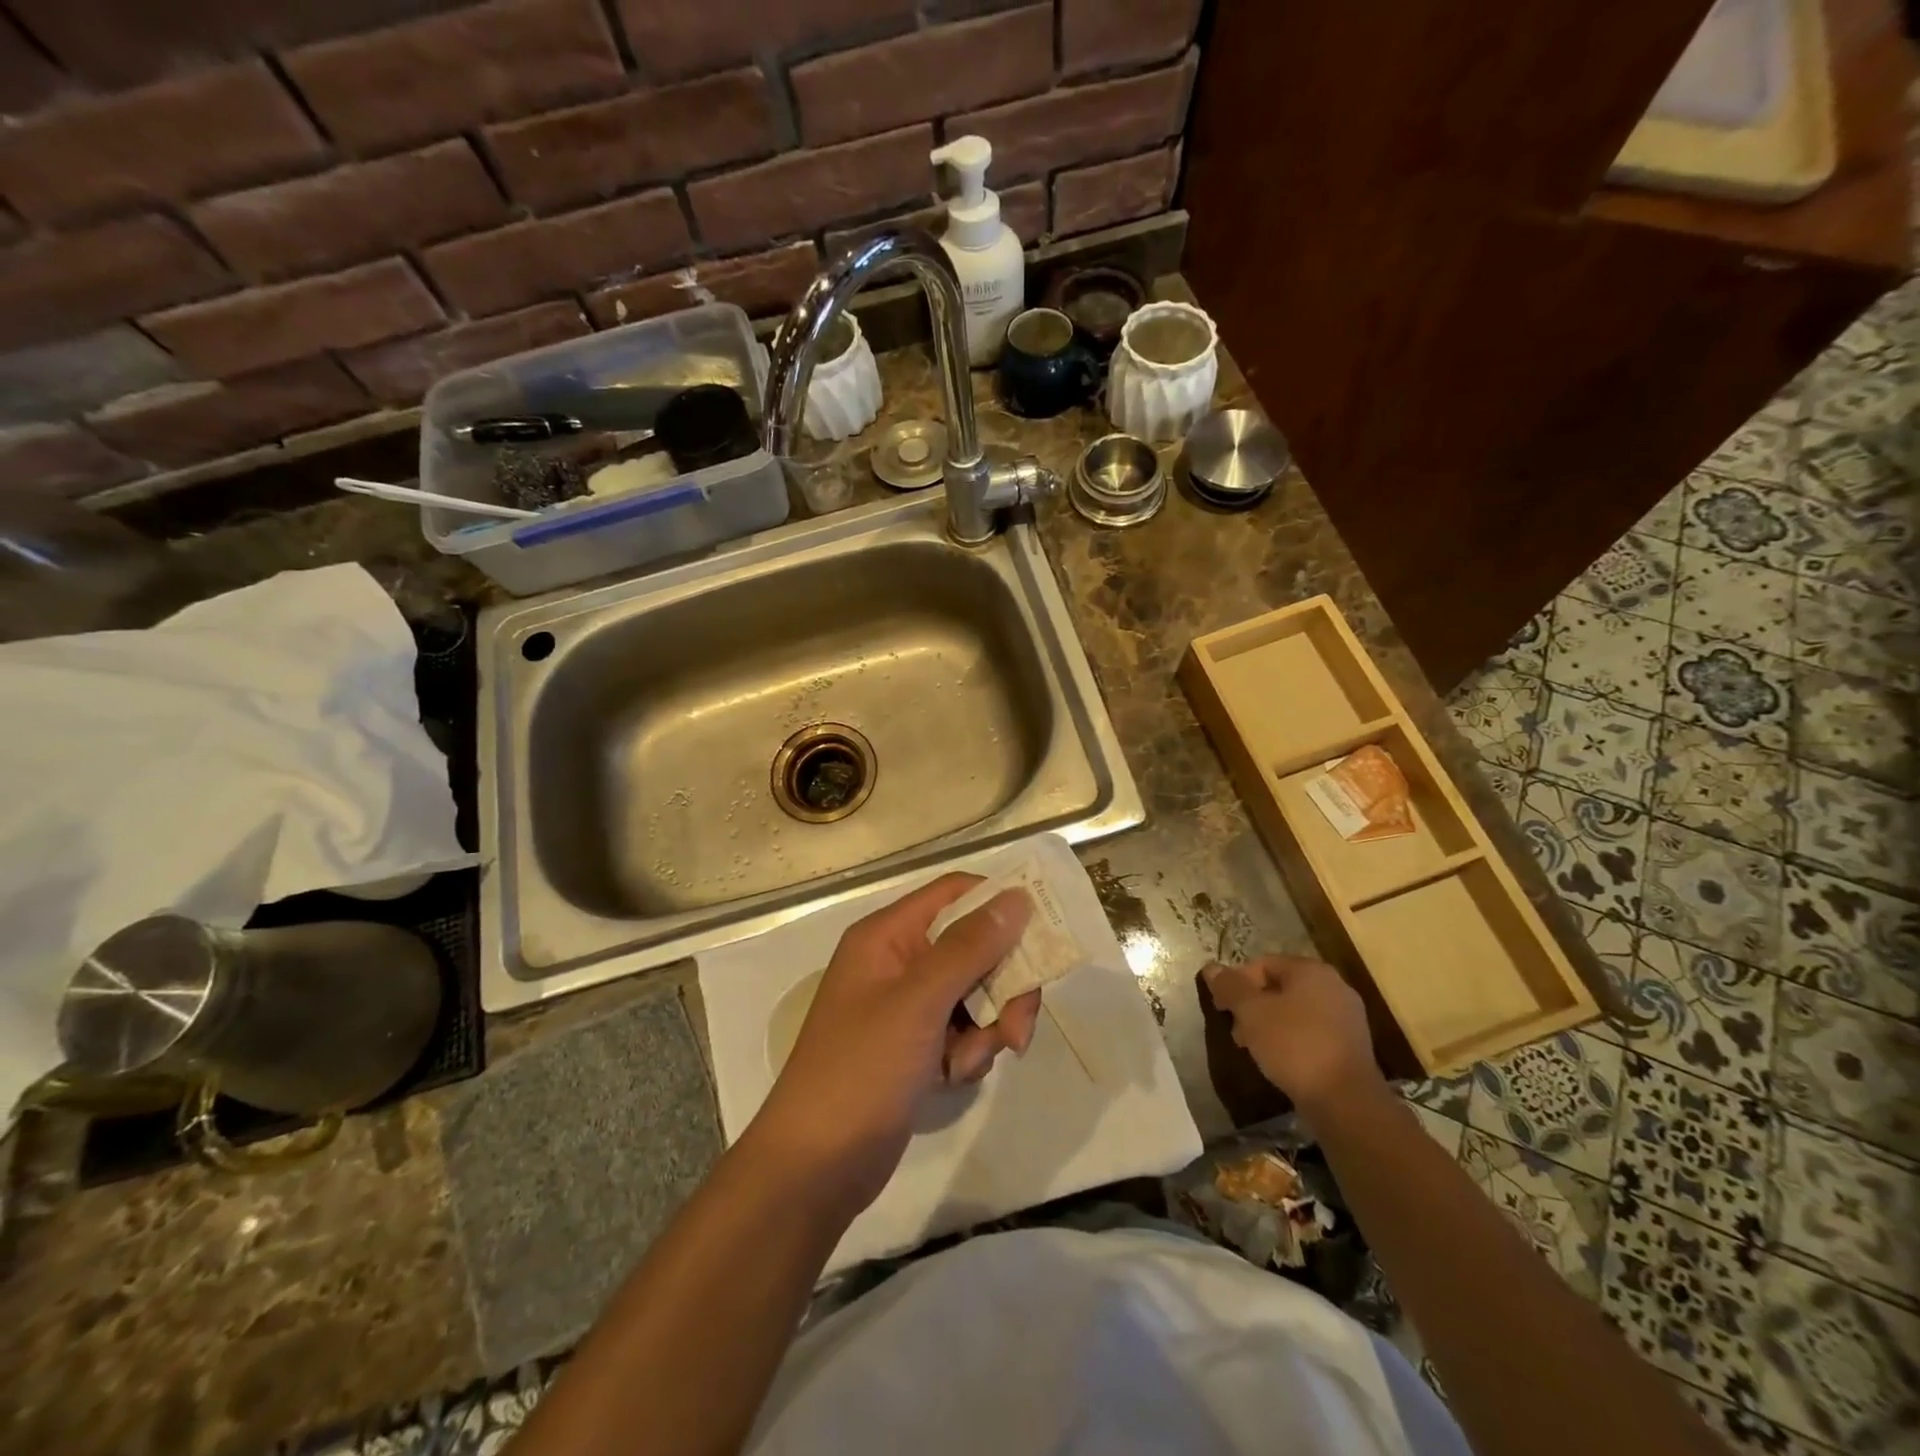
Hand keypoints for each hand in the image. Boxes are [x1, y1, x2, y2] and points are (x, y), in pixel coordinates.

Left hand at [751, 873, 1038, 1213]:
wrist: (815, 1167)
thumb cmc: (861, 1071)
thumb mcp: (919, 1003)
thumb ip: (970, 947)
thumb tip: (1016, 897)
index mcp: (888, 935)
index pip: (955, 893)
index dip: (999, 904)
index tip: (1043, 935)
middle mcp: (898, 960)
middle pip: (974, 947)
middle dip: (1003, 985)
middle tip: (1018, 1027)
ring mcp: (906, 1005)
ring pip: (975, 992)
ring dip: (987, 1027)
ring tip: (968, 1064)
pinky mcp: (915, 1044)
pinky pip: (963, 1029)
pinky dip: (969, 1052)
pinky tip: (953, 1079)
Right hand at [1203, 955, 1383, 1112]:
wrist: (1346, 1101)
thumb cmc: (1294, 1045)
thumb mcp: (1251, 1012)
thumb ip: (1230, 987)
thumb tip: (1211, 968)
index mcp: (1311, 970)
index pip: (1263, 964)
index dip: (1237, 982)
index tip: (1222, 1008)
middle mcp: (1334, 986)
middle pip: (1280, 987)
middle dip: (1253, 1006)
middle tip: (1236, 1030)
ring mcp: (1347, 1017)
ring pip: (1295, 1011)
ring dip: (1269, 1024)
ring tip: (1254, 1048)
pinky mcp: (1351, 1046)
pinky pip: (1311, 1032)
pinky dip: (1291, 1040)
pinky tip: (1279, 1061)